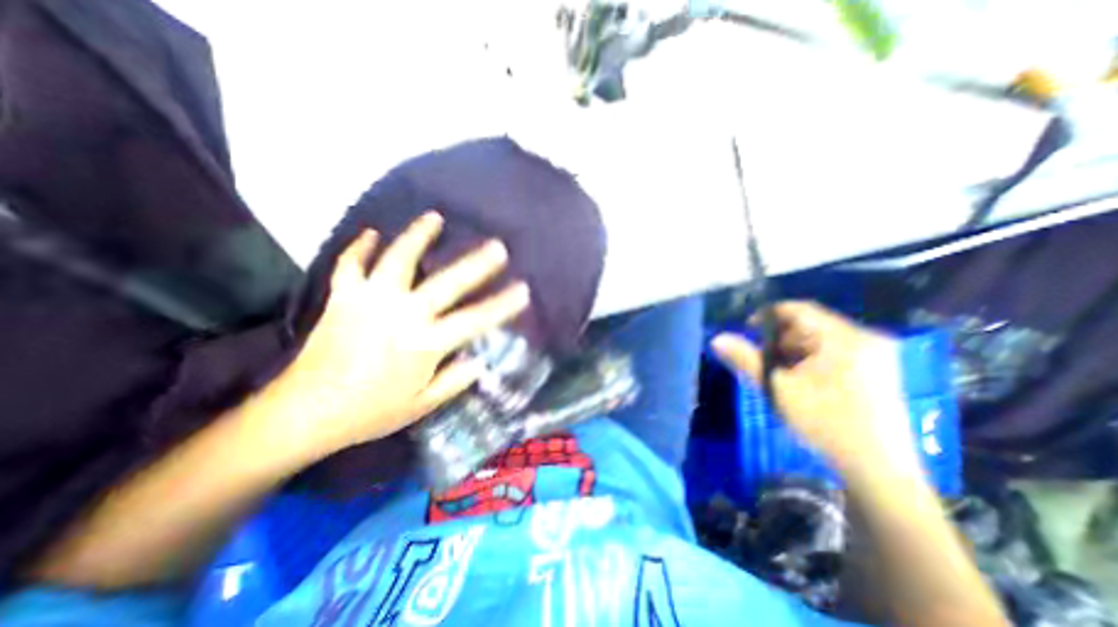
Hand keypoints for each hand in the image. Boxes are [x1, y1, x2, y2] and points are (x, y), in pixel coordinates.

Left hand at [275, 213, 528, 462]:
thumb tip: (479, 360)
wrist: (304, 412)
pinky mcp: (343, 298)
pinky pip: (351, 265)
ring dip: (417, 236)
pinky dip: (360, 247)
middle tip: (497, 246)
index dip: (502, 305)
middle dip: (476, 264)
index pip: (474, 320)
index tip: (523, 290)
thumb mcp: (422, 406)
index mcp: (425, 344)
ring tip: (434, 217)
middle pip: (446, 282)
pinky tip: (372, 233)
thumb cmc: (371, 412)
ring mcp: (370, 301)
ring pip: (397, 259)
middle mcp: (402, 315)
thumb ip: (455, 380)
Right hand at [711, 302, 922, 481]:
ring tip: (782, 374)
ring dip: (795, 351)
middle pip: (811, 325)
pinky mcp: (878, 370)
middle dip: (782, 339)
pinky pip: (835, 352)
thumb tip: (717, 339)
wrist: (878, 471)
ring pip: (821, 339)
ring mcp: (876, 355)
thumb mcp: (778, 388)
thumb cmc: (825, 423)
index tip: (749, 329)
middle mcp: (866, 339)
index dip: (769, 315)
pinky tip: (802, 381)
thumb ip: (746, 359)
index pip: (800, 309)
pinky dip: (811, 360)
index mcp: (846, 338)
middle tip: (765, 360)